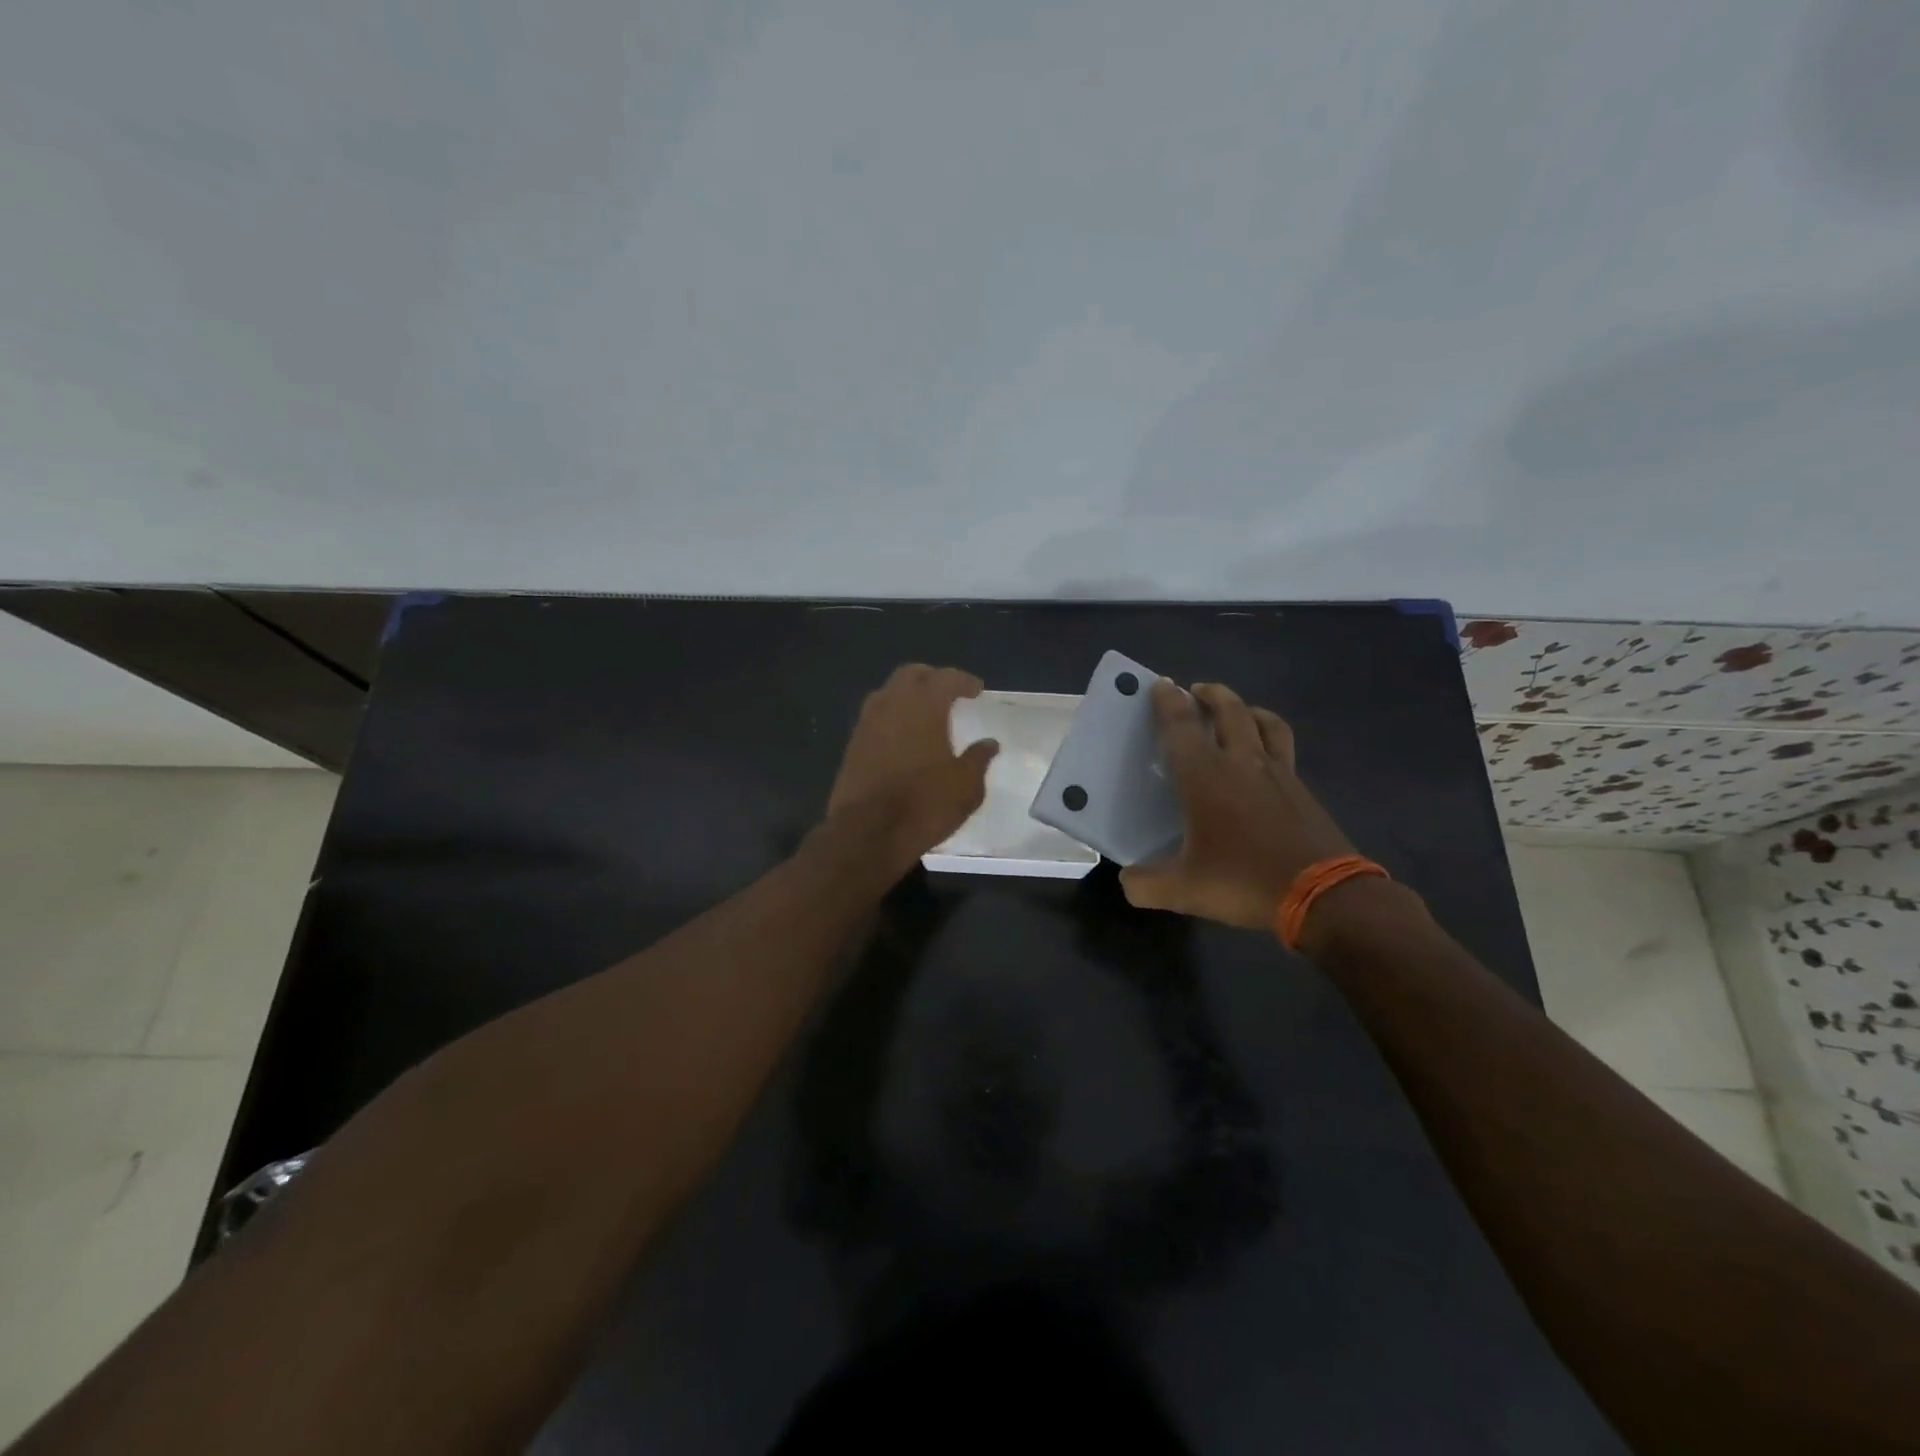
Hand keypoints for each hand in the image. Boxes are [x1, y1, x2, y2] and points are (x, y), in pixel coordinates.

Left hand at [827, 664, 999, 872]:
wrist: (868, 833)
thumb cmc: (925, 804)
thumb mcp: (966, 786)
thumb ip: (979, 759)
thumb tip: (989, 743)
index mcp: (924, 706)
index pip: (945, 678)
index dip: (963, 681)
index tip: (976, 690)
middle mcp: (892, 705)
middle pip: (910, 675)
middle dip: (931, 678)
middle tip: (949, 692)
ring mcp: (867, 724)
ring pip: (888, 693)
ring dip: (907, 695)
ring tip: (925, 712)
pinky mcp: (853, 745)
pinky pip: (875, 717)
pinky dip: (892, 717)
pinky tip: (903, 736)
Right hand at [1120, 680, 1355, 931]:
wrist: (1323, 895)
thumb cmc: (1244, 881)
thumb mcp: (1183, 890)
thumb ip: (1146, 883)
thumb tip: (1128, 880)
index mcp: (1206, 777)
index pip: (1181, 727)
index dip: (1167, 703)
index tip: (1159, 685)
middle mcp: (1242, 763)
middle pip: (1229, 711)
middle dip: (1210, 694)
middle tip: (1196, 691)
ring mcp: (1279, 772)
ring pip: (1264, 722)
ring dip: (1245, 708)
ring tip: (1236, 711)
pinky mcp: (1302, 789)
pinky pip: (1284, 747)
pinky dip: (1270, 737)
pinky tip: (1265, 757)